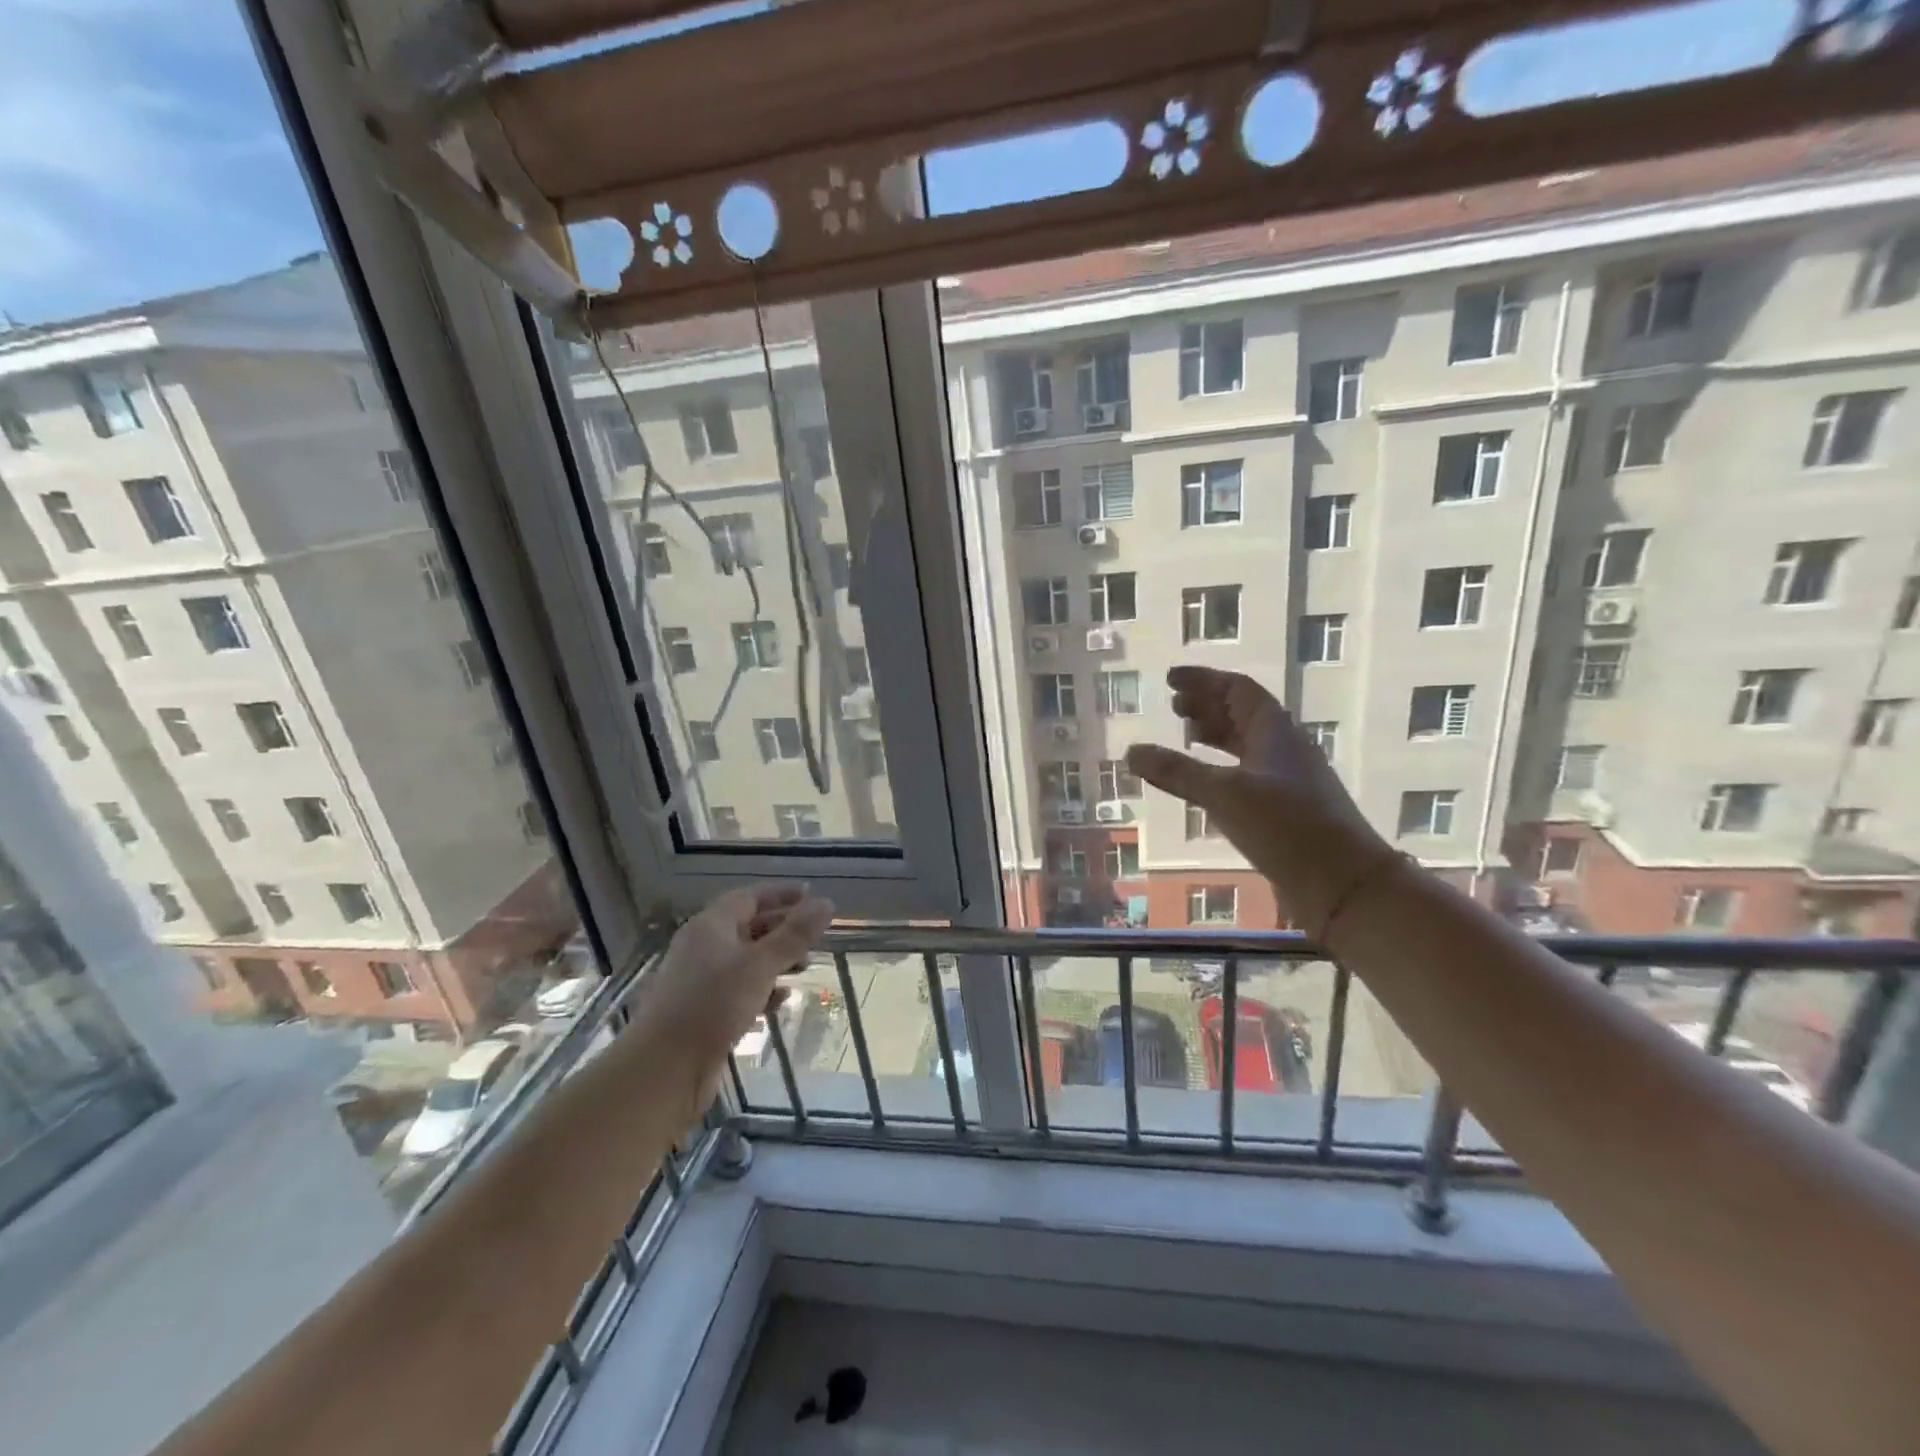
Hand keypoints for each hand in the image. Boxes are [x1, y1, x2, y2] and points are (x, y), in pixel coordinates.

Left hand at [641, 885, 833, 1079]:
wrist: (664, 1068)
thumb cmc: (713, 1004)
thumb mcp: (760, 965)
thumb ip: (795, 935)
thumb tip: (827, 903)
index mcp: (711, 925)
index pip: (750, 897)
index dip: (781, 894)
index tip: (811, 895)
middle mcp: (703, 946)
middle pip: (747, 926)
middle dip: (782, 928)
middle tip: (814, 934)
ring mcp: (700, 980)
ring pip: (744, 960)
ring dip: (774, 960)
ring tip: (804, 967)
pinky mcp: (702, 1011)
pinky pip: (738, 989)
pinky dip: (761, 988)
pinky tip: (780, 1000)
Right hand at [1125, 666, 1391, 932]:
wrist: (1344, 884)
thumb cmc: (1286, 827)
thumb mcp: (1224, 794)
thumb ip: (1177, 772)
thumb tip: (1131, 751)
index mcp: (1274, 731)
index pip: (1237, 689)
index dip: (1203, 680)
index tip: (1170, 679)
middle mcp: (1283, 747)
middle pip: (1242, 713)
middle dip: (1207, 706)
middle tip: (1173, 708)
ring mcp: (1287, 778)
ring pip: (1246, 743)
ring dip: (1215, 735)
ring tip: (1186, 738)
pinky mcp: (1286, 808)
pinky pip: (1247, 772)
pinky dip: (1222, 767)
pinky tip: (1206, 782)